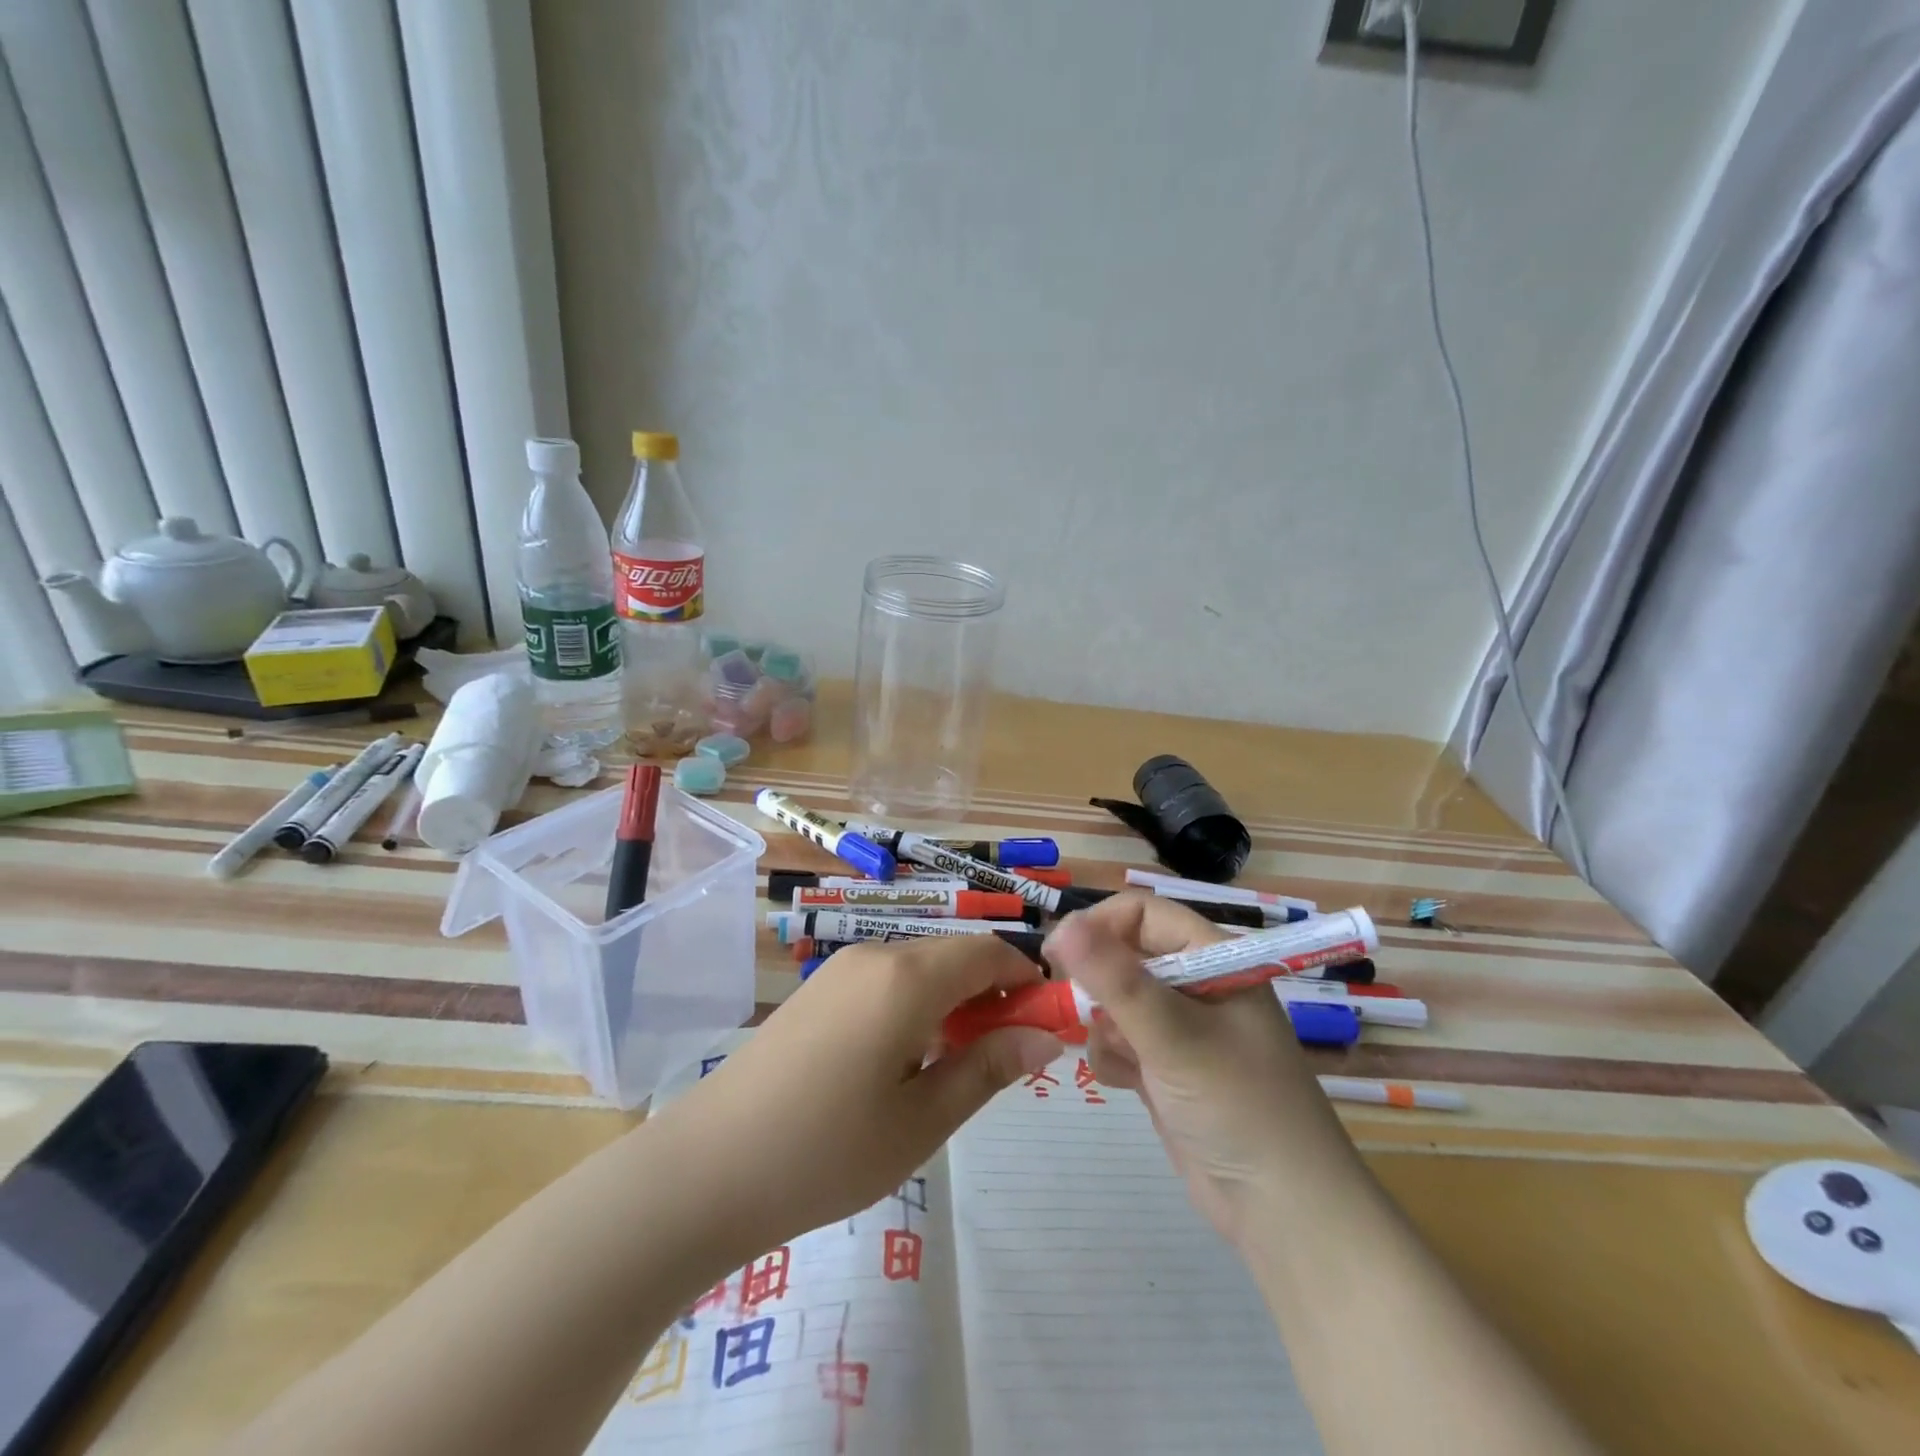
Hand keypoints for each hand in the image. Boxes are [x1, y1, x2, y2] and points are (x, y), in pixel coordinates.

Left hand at [650, 936, 1061, 1256]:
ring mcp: (841, 969)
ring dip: (954, 1000)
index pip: (988, 952)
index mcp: (908, 977)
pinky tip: (907, 1060)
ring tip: (959, 1064)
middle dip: (992, 992)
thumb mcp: (923, 1119)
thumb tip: (1046, 1036)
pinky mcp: (818, 990)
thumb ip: (989, 1067)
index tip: (1046, 1022)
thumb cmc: (828, 1150)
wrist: (708, 1167)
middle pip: (954, 955)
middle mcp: (876, 955)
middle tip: (1007, 1055)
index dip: (1026, 978)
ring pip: (921, 967)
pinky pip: (887, 980)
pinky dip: (918, 1004)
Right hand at [1043, 893, 1335, 1246]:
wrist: (1282, 1213)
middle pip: (1124, 956)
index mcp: (1214, 959)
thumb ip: (1115, 979)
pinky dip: (1112, 1057)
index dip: (1099, 926)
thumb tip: (1060, 925)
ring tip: (1125, 1061)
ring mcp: (1181, 1029)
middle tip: (1079, 1012)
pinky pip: (1119, 1041)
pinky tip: (1126, 1084)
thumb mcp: (1174, 1035)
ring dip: (1104, 1027)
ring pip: (1114, 1001)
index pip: (1143, 914)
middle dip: (1098, 984)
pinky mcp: (1166, 1068)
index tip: (1058, 956)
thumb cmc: (1238, 1106)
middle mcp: (1196, 985)